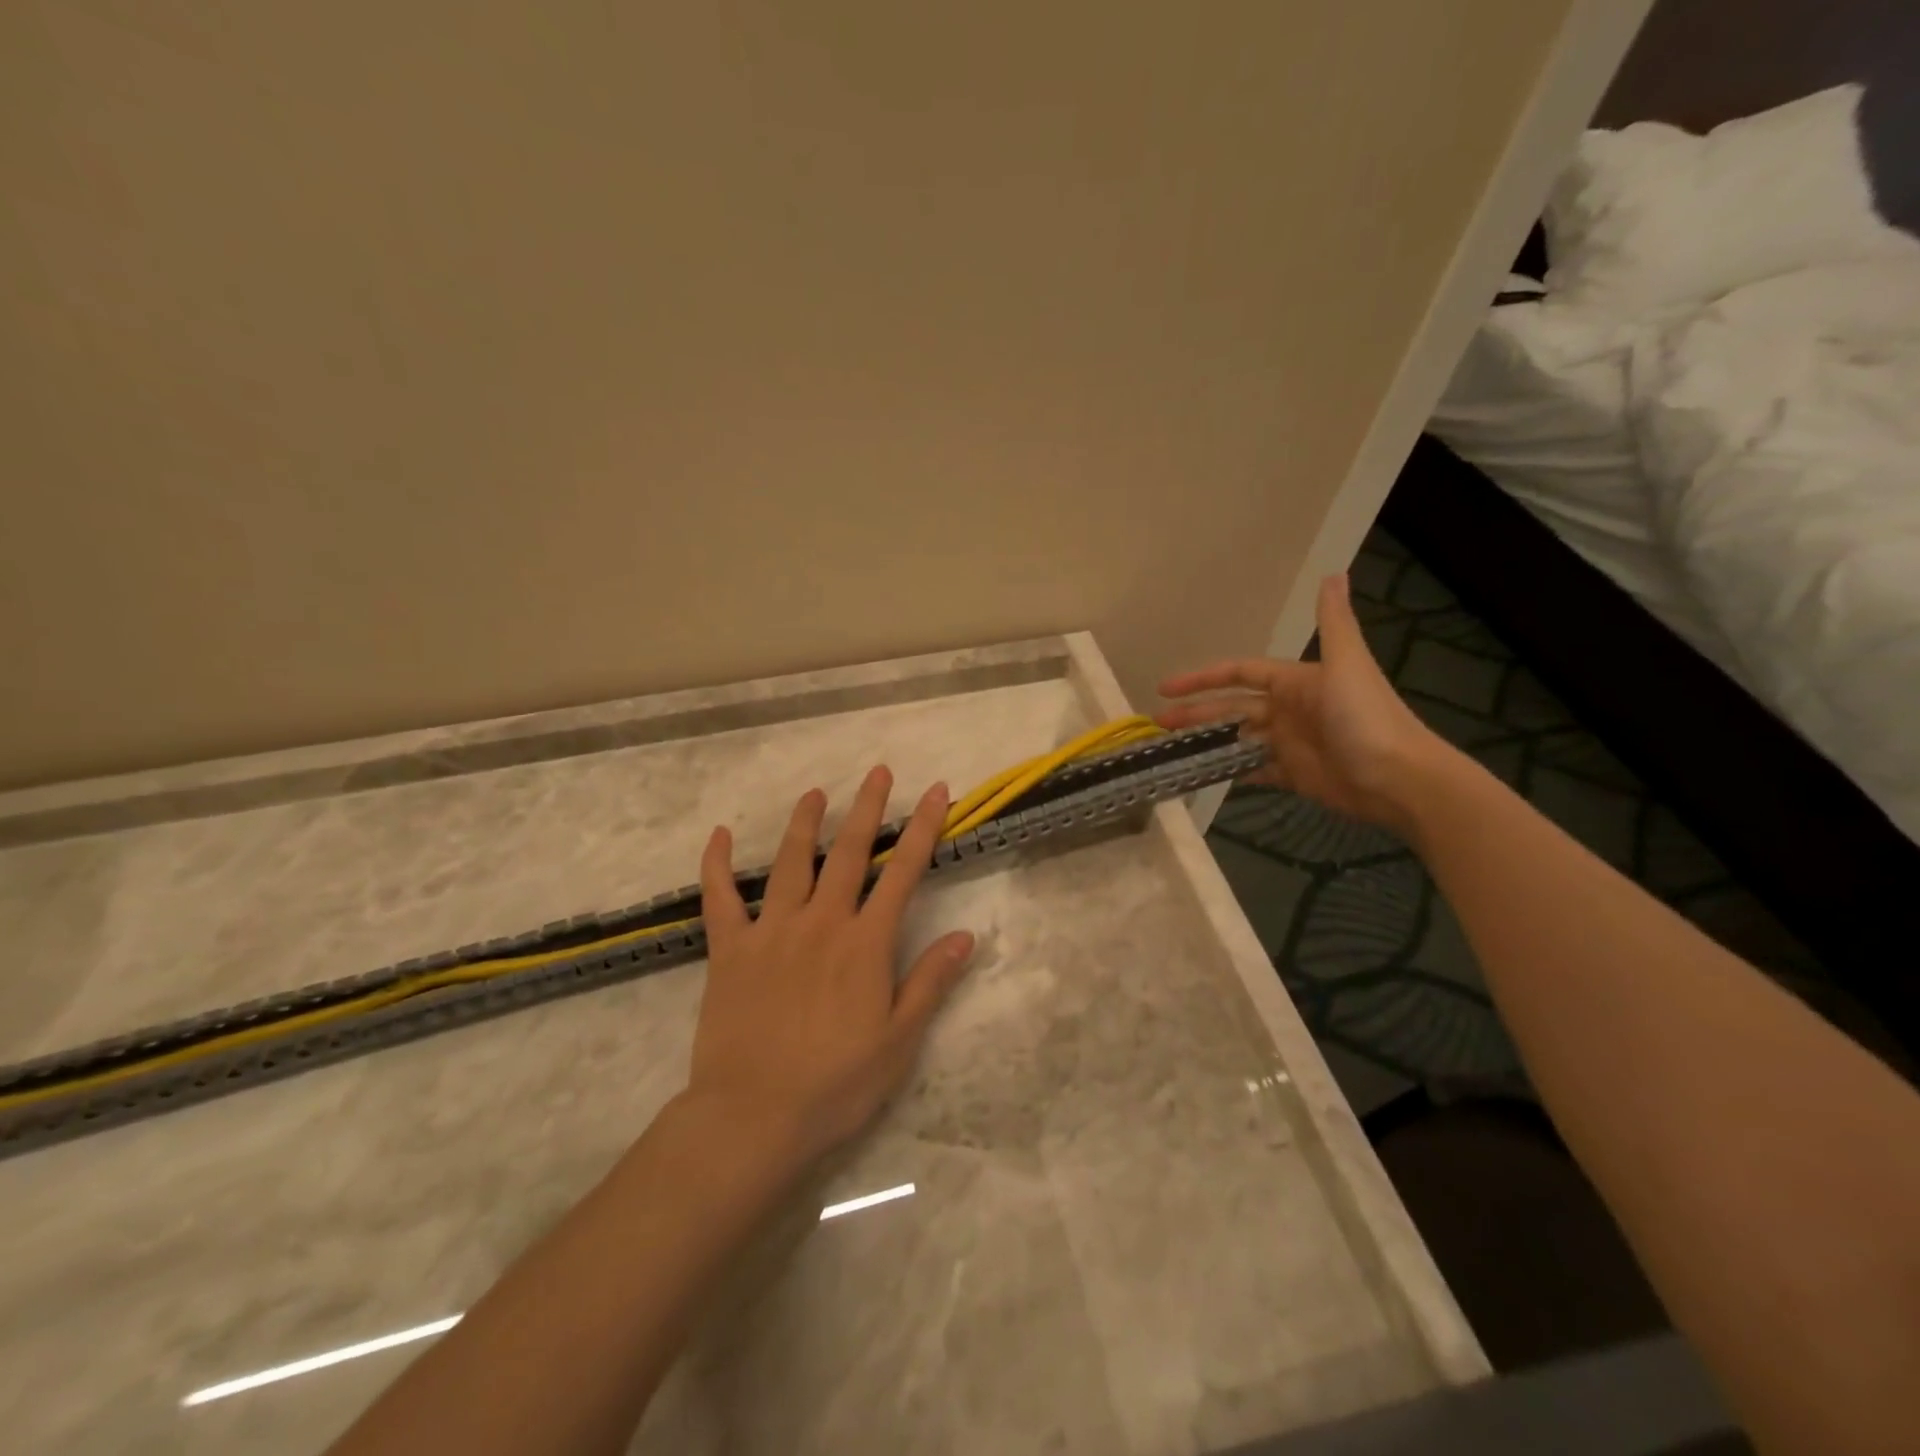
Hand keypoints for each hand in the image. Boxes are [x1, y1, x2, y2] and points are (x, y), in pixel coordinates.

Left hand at [682, 768, 975, 1169]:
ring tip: (816, 792)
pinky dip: (718, 865)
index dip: (923, 828)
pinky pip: (721, 898)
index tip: (936, 792)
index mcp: (865, 943)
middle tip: (878, 771)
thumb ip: (930, 982)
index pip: (903, 872)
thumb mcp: (899, 1040)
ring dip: (805, 822)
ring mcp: (771, 931)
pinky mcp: (730, 950)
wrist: (754, 1117)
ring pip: (791, 862)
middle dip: (867, 807)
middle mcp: (821, 922)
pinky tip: (720, 835)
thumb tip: (965, 936)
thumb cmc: (836, 1084)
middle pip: (849, 852)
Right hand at [1157, 573, 1450, 832]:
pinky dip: (1232, 769)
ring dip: (1208, 739)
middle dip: (1196, 712)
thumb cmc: (1366, 718)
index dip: (1203, 678)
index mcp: (1295, 682)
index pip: (1239, 673)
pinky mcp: (1294, 775)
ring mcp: (1290, 743)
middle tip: (1159, 721)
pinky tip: (1205, 771)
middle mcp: (1289, 709)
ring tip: (1172, 746)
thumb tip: (1333, 571)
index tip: (1167, 687)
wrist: (1399, 779)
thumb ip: (1333, 621)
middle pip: (1232, 707)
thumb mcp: (1347, 664)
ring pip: (1238, 737)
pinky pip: (1255, 770)